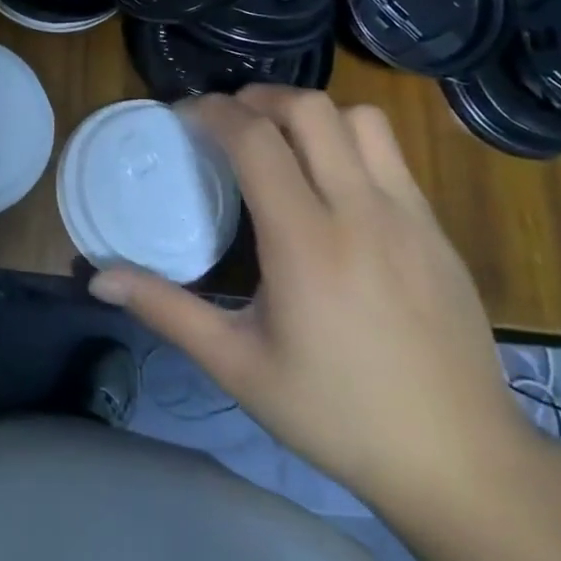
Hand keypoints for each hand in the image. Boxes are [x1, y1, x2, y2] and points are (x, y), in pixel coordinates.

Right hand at [88, 87, 529, 515]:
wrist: (462, 462)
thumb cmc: (337, 414)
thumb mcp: (237, 365)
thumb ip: (165, 310)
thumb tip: (98, 278)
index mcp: (305, 242)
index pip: (255, 139)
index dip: (213, 112)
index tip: (185, 115)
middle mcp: (360, 210)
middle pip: (309, 109)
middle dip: (258, 98)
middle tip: (227, 121)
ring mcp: (408, 214)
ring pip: (359, 118)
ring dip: (310, 114)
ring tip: (281, 141)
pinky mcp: (436, 228)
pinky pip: (390, 154)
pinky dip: (349, 142)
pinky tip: (330, 184)